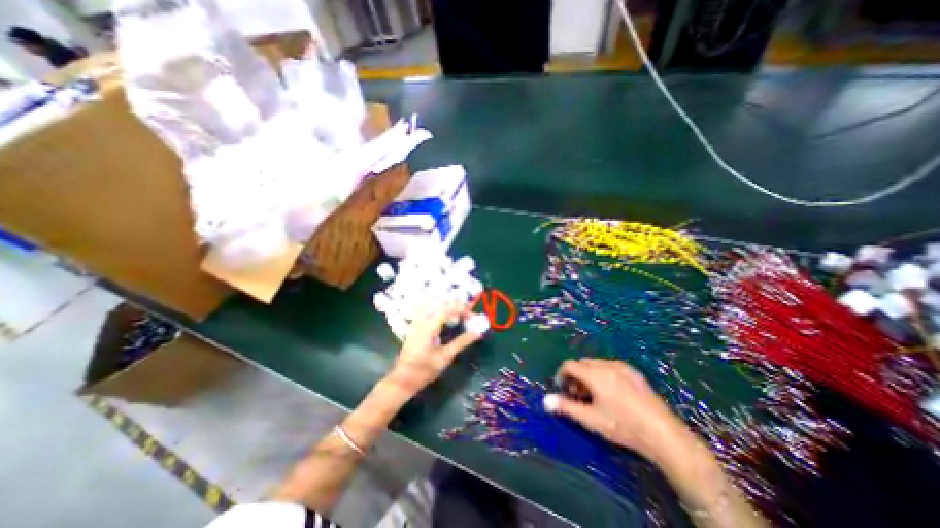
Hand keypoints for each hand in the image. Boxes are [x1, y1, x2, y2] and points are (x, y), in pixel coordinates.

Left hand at [384, 302, 479, 396]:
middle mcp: (422, 320)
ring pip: (433, 306)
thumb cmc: (424, 370)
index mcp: (429, 327)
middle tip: (468, 315)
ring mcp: (417, 322)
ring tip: (459, 316)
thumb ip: (461, 342)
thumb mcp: (445, 357)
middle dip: (456, 306)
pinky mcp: (415, 327)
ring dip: (448, 308)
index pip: (447, 309)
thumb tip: (477, 333)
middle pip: (440, 304)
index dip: (461, 309)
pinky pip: (428, 312)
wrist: (404, 380)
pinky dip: (440, 312)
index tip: (472, 315)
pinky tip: (447, 320)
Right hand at [548, 360, 691, 463]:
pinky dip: (603, 374)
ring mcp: (622, 367)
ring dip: (588, 374)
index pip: (570, 365)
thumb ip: (566, 407)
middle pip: (583, 363)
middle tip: (577, 394)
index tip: (562, 389)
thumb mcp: (591, 419)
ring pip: (596, 364)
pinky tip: (611, 393)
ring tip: (593, 395)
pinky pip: (610, 366)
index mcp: (595, 374)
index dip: (561, 374)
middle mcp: (607, 365)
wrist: (664, 434)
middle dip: (575, 375)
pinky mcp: (634, 372)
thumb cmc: (623, 427)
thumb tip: (545, 400)